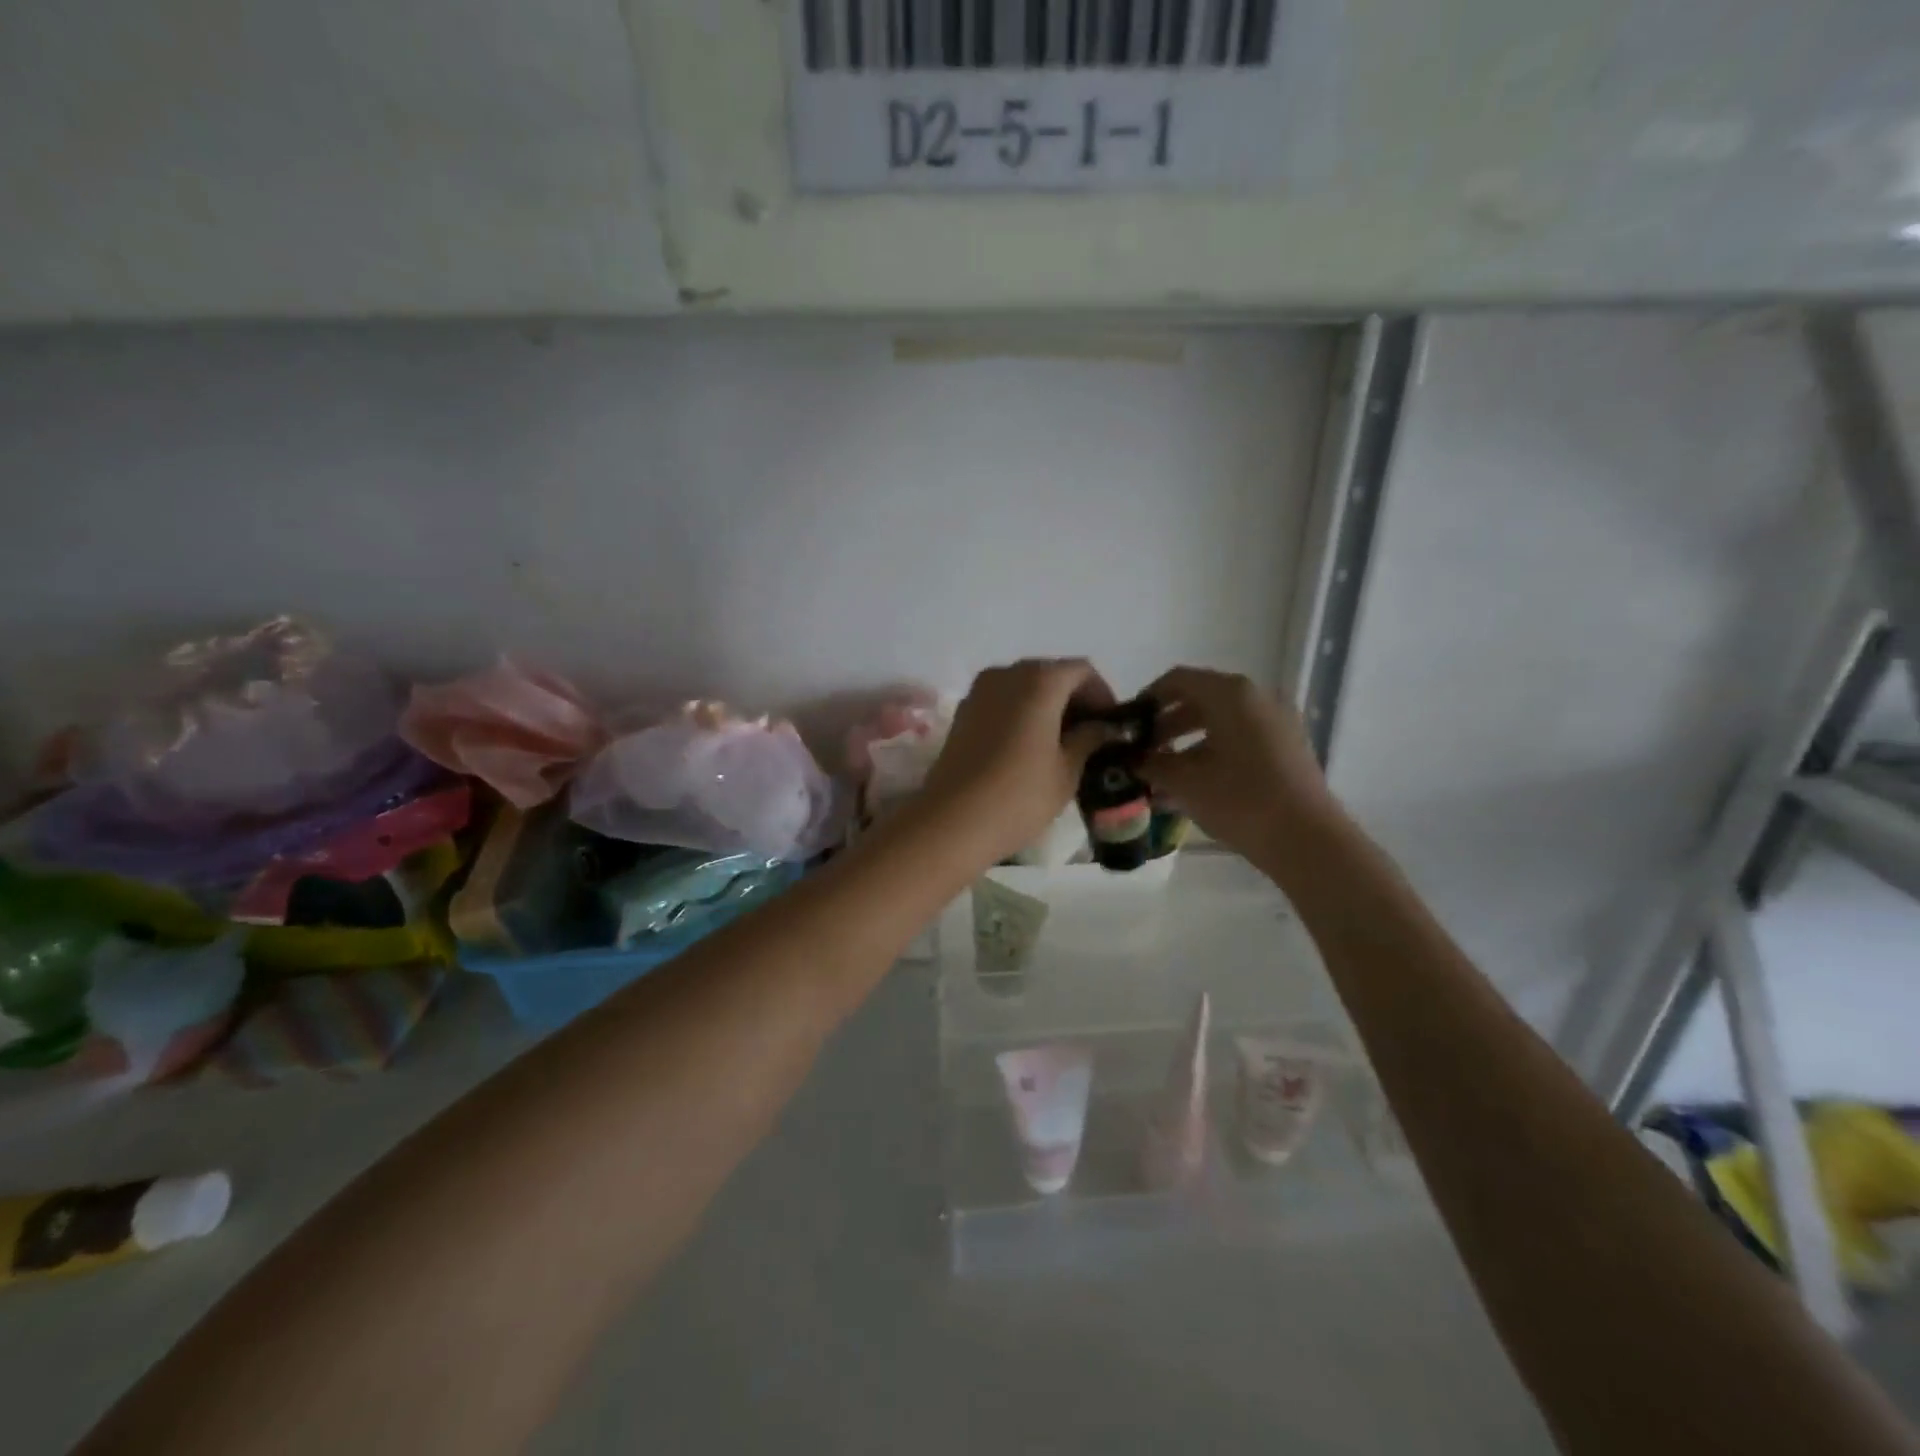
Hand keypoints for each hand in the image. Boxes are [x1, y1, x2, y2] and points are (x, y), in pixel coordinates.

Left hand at [918, 659, 1115, 867]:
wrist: (952, 822)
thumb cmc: (1020, 796)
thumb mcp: (1067, 770)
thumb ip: (1089, 739)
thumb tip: (1103, 727)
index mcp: (1039, 680)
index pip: (1082, 671)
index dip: (1102, 694)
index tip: (1111, 725)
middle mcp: (1007, 673)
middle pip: (1050, 674)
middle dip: (1074, 700)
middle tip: (1090, 736)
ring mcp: (979, 691)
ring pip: (1023, 687)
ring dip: (1046, 707)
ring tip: (1061, 745)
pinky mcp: (962, 713)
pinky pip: (1001, 702)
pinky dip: (1021, 714)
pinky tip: (1029, 748)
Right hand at [1139, 667, 1337, 868]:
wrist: (1307, 840)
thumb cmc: (1240, 801)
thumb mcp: (1184, 782)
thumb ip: (1151, 763)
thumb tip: (1131, 759)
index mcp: (1230, 694)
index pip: (1177, 680)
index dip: (1147, 699)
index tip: (1127, 726)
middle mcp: (1257, 698)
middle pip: (1200, 699)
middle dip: (1166, 725)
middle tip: (1141, 752)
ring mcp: (1277, 722)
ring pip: (1220, 722)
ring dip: (1187, 742)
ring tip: (1163, 774)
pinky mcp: (1287, 748)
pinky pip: (1240, 739)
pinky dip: (1213, 752)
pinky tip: (1194, 784)